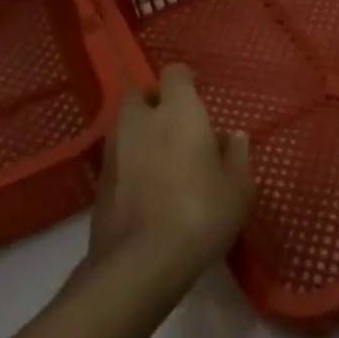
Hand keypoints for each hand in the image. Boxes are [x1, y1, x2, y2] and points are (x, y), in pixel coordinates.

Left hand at [88, 65, 252, 294]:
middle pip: (139, 93)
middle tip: (177, 122)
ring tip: (164, 155)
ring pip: (125, 124)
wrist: (142, 263)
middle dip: (154, 100)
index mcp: (178, 112)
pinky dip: (131, 159)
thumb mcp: (238, 189)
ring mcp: (115, 150)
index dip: (186, 80)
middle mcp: (141, 121)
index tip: (198, 93)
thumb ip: (236, 156)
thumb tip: (233, 136)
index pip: (175, 74)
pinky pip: (118, 155)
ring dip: (141, 130)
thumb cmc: (201, 215)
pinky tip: (149, 183)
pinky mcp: (100, 181)